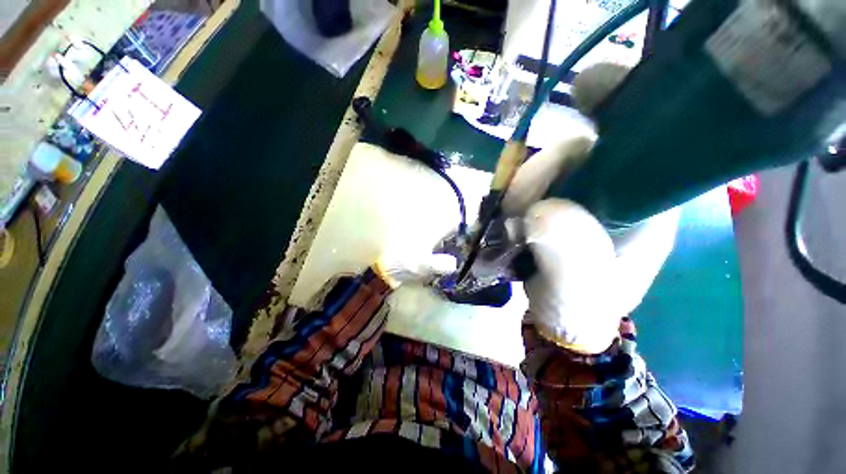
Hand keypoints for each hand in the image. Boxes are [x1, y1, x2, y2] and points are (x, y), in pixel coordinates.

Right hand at [504, 63, 679, 353]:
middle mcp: (618, 188)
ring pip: (547, 166)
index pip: (641, 136)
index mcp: (647, 201)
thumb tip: (543, 211)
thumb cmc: (582, 307)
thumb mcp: (578, 290)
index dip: (616, 106)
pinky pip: (531, 183)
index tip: (584, 91)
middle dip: (541, 170)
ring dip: (521, 188)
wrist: (564, 317)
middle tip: (519, 208)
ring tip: (512, 224)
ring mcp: (582, 194)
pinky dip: (514, 193)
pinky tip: (510, 216)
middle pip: (579, 149)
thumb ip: (568, 253)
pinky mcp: (555, 203)